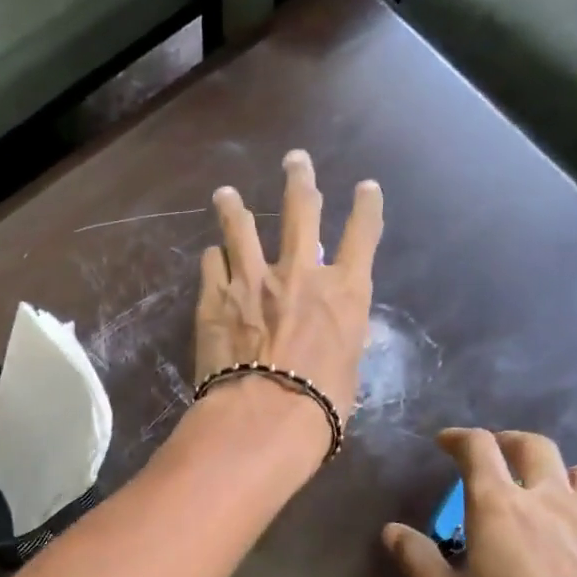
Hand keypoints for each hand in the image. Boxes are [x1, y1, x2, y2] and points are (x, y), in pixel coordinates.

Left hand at [195, 150, 383, 439]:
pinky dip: (214, 257)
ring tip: (226, 195)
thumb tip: (327, 334)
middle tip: (295, 160)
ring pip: (242, 226)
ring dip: (234, 207)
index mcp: (344, 291)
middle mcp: (300, 272)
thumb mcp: (347, 370)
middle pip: (302, 210)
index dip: (366, 207)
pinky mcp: (215, 296)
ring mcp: (253, 279)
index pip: (363, 235)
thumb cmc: (319, 406)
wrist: (265, 416)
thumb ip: (337, 338)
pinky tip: (210, 254)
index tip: (366, 188)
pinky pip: (212, 263)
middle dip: (300, 180)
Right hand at [382, 428, 576, 576]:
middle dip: (507, 442)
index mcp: (500, 509)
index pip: (480, 449)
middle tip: (490, 455)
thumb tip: (394, 531)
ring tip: (538, 491)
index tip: (445, 443)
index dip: (459, 438)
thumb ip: (418, 560)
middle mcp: (548, 503)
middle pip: (534, 446)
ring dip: (555, 470)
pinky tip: (565, 541)